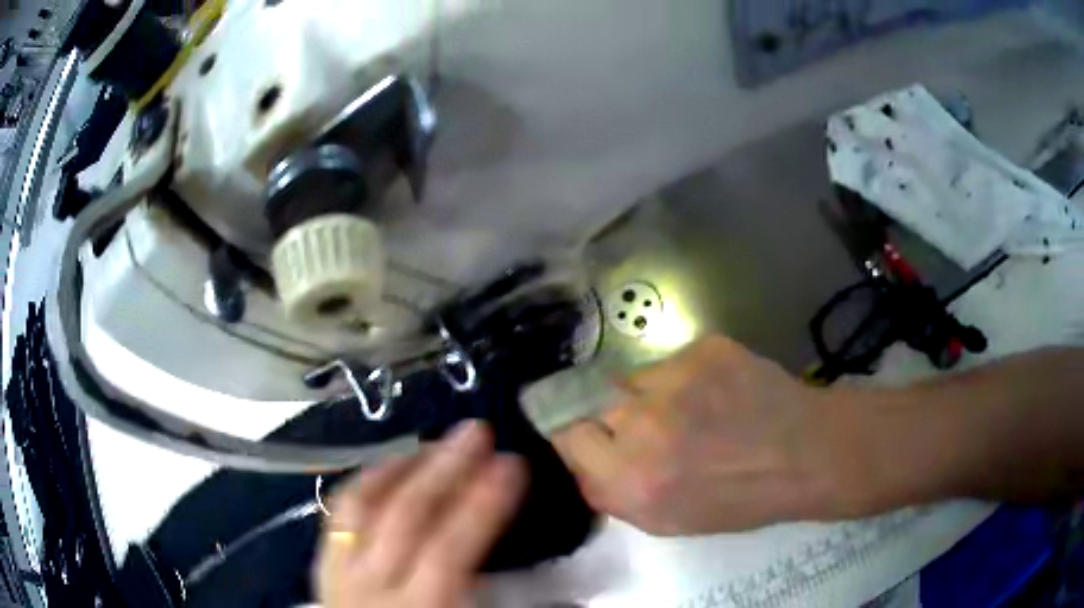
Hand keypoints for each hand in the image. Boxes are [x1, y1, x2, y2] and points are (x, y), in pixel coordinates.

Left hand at [316, 421, 526, 607]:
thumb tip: (563, 590)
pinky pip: (337, 515)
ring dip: (401, 467)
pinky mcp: (323, 567)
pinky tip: (386, 471)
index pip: (450, 548)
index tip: (514, 463)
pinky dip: (364, 485)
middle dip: (445, 467)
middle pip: (404, 515)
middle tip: (477, 431)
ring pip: (361, 505)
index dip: (484, 502)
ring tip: (434, 444)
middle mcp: (371, 586)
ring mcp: (339, 573)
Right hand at [552, 335, 844, 534]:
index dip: (580, 436)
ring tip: (691, 410)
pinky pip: (669, 361)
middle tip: (654, 430)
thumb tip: (582, 459)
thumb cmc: (738, 499)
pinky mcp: (702, 350)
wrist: (805, 454)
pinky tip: (716, 393)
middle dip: (616, 419)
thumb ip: (612, 492)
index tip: (597, 439)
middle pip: (595, 404)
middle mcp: (642, 427)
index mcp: (629, 480)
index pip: (566, 435)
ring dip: (649, 396)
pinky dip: (683, 378)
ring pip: (632, 379)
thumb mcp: (665, 522)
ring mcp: (674, 381)